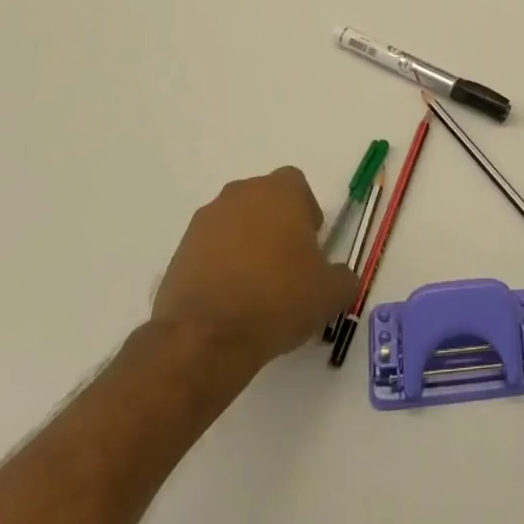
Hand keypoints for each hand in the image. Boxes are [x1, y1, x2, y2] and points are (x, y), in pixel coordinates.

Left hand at [151, 167, 358, 385]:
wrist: (206, 337)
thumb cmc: (278, 300)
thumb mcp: (330, 293)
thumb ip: (343, 276)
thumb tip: (338, 276)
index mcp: (280, 191)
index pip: (297, 186)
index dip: (306, 213)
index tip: (310, 246)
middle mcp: (241, 194)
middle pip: (265, 201)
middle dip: (276, 226)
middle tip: (286, 267)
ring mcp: (206, 220)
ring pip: (236, 223)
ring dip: (246, 245)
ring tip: (255, 288)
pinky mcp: (180, 250)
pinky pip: (210, 249)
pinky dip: (220, 266)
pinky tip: (229, 300)